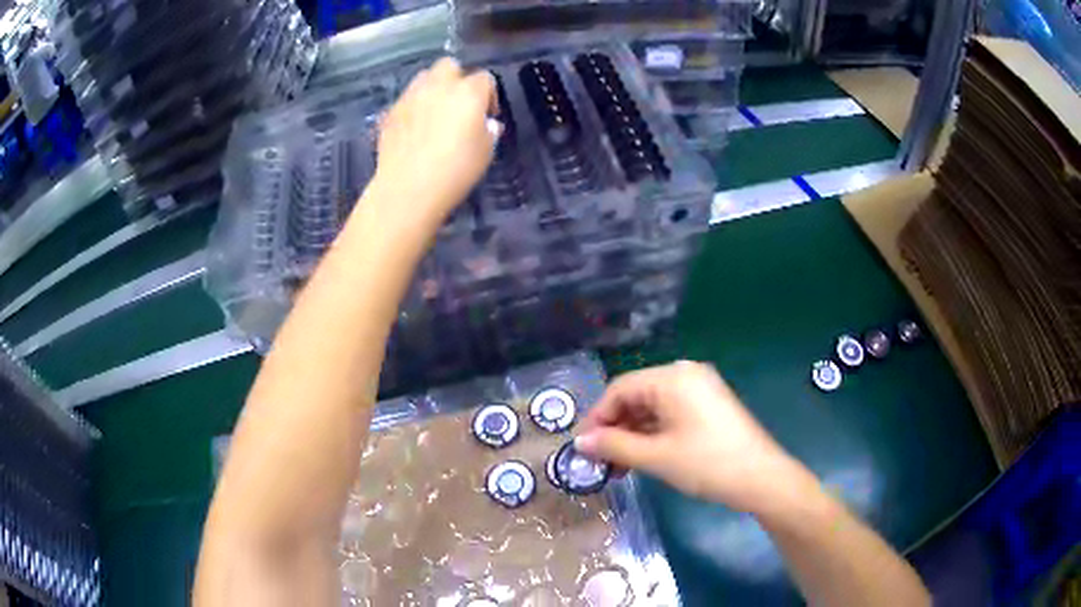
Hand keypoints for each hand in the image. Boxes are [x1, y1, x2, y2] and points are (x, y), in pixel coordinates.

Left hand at [371, 57, 497, 228]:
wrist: (407, 188)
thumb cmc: (455, 171)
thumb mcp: (485, 152)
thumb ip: (488, 131)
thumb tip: (487, 123)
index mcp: (468, 92)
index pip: (485, 79)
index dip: (489, 95)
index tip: (488, 116)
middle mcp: (439, 86)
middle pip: (450, 66)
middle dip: (457, 79)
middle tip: (460, 104)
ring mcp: (411, 97)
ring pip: (424, 77)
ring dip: (433, 88)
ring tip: (436, 112)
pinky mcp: (391, 112)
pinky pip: (407, 99)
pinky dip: (414, 107)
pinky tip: (415, 129)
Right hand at [576, 361, 809, 511]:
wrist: (761, 478)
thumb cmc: (706, 463)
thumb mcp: (656, 456)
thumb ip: (613, 446)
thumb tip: (579, 442)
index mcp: (672, 377)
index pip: (619, 389)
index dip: (596, 417)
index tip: (582, 446)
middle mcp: (685, 374)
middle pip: (636, 396)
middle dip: (614, 428)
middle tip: (600, 460)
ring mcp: (700, 388)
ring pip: (653, 406)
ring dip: (632, 434)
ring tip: (619, 466)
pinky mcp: (709, 405)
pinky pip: (671, 413)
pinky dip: (653, 433)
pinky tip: (643, 457)